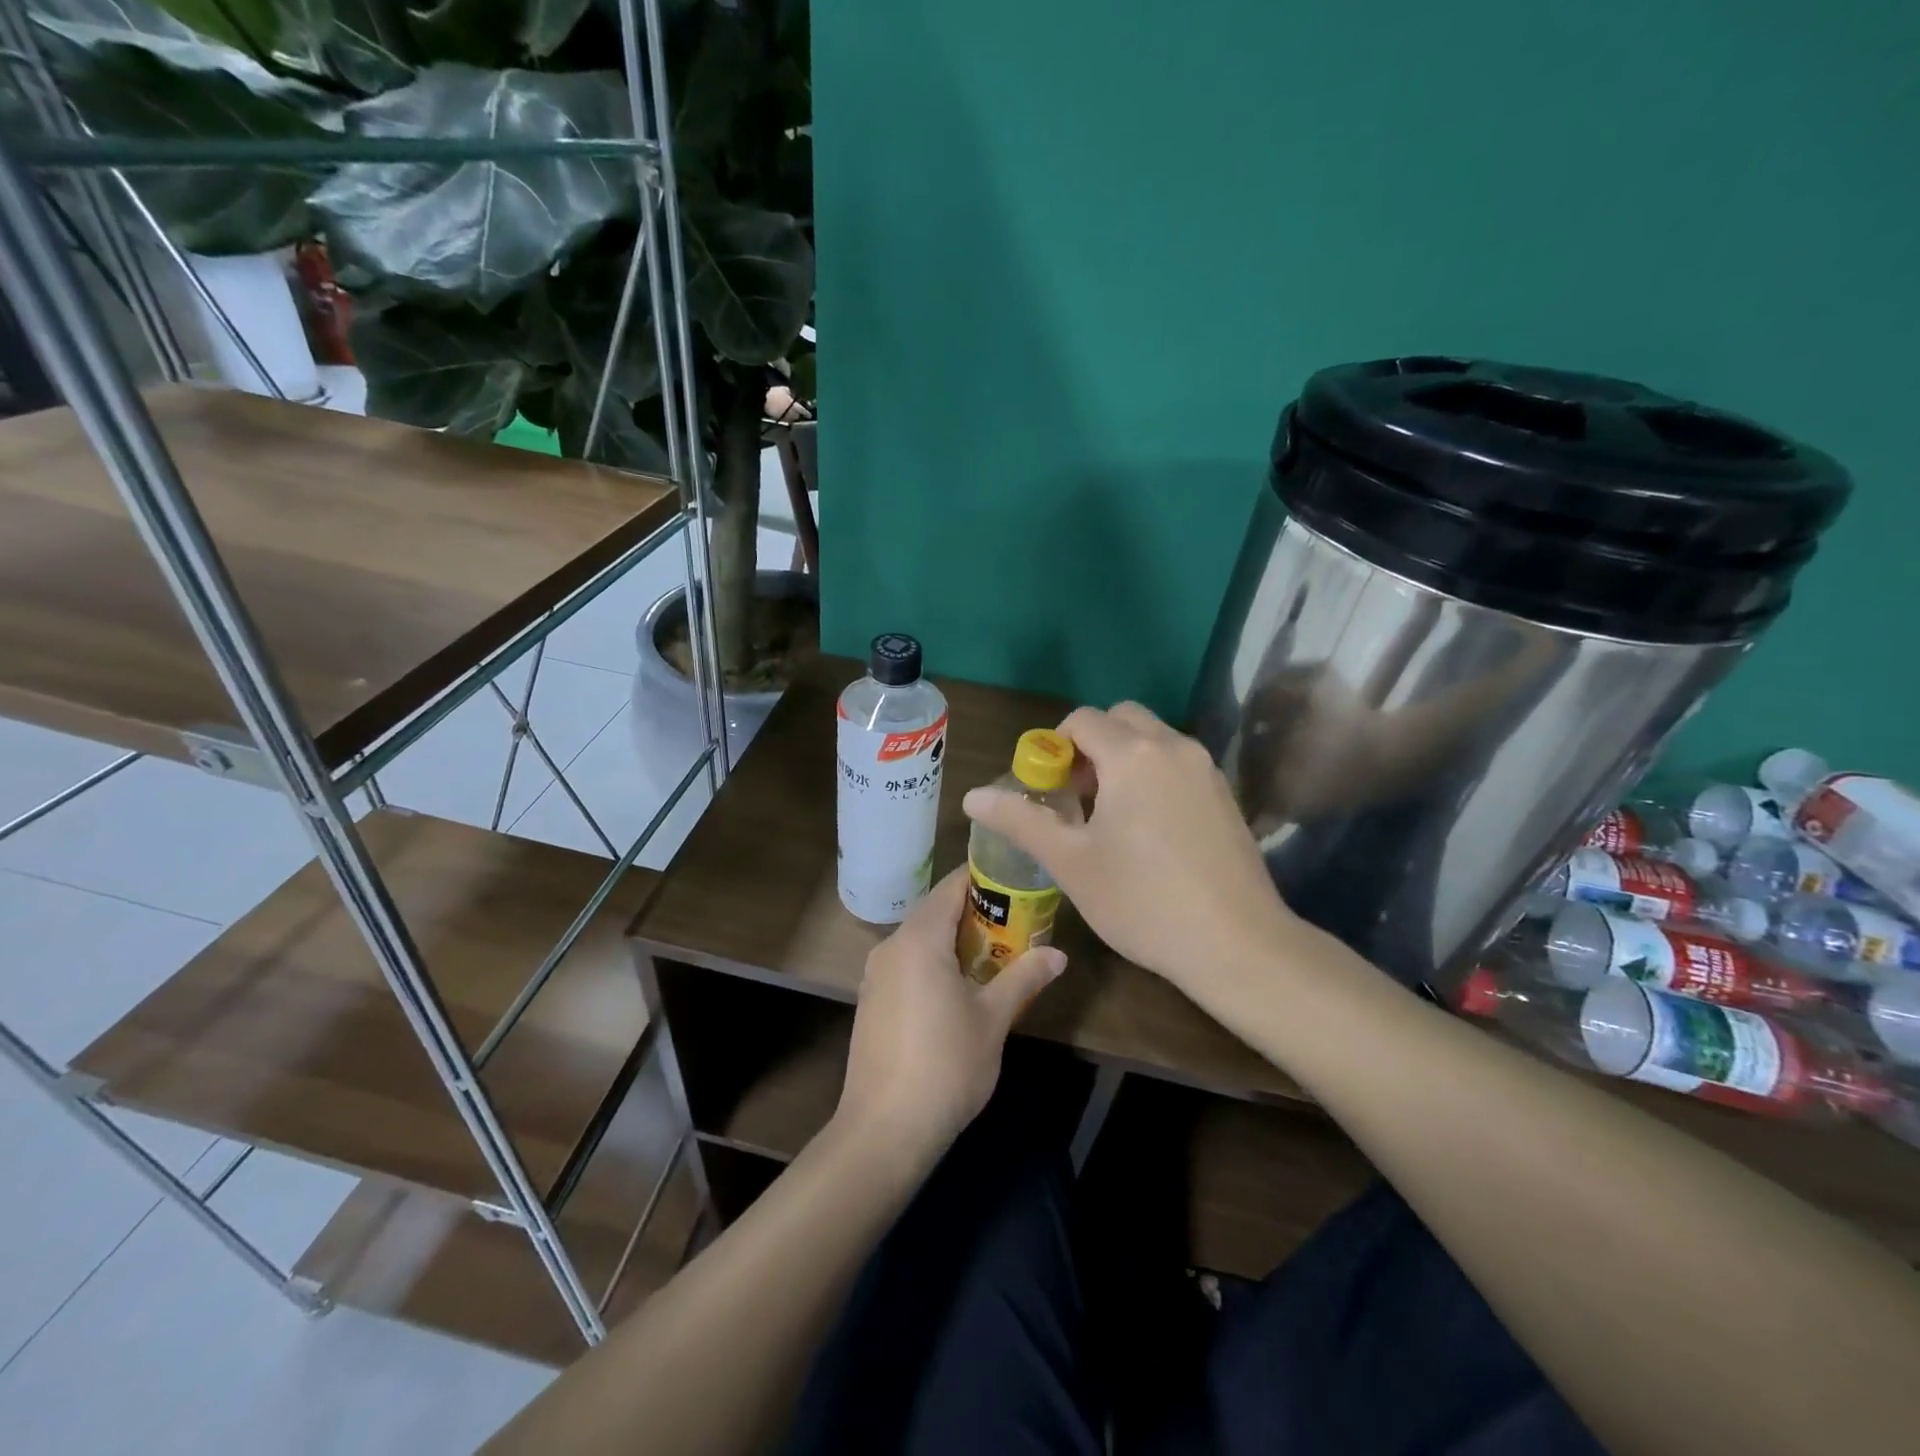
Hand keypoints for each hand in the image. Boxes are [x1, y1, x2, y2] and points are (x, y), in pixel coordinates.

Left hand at [836, 866, 1065, 1160]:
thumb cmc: (946, 1065)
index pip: (951, 887)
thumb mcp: (994, 1019)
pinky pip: (907, 963)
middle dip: (974, 912)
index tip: (1016, 881)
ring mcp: (875, 975)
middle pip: (935, 911)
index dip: (983, 879)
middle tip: (1016, 921)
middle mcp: (891, 946)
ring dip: (954, 939)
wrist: (884, 1129)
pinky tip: (959, 987)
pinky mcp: (871, 1000)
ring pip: (919, 939)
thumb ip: (1024, 978)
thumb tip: (1058, 954)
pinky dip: (934, 962)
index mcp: (919, 939)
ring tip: (995, 953)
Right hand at [962, 702, 1298, 1000]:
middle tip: (1077, 797)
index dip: (1054, 747)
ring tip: (1109, 817)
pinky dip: (1153, 775)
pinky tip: (1149, 831)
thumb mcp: (1070, 862)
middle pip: (1120, 719)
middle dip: (1090, 746)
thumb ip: (1020, 820)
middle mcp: (1173, 747)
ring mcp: (1206, 769)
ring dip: (1123, 759)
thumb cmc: (1143, 901)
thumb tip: (972, 796)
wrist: (1237, 944)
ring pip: (1153, 740)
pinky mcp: (1225, 795)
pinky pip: (1177, 764)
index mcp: (1133, 755)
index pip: (1082, 720)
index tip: (1048, 789)